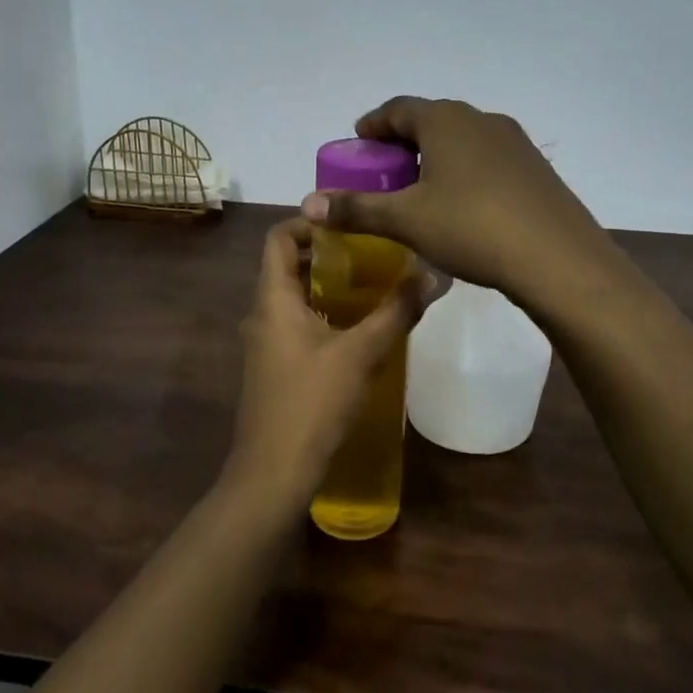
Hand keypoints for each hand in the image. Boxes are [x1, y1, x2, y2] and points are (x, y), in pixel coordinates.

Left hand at [221, 217, 431, 511]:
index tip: (350, 223)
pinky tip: (359, 330)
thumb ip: (395, 311)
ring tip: (374, 285)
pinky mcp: (274, 368)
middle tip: (373, 252)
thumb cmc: (312, 402)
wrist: (274, 471)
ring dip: (329, 287)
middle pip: (288, 265)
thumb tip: (432, 274)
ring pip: (294, 298)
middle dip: (328, 254)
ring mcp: (264, 343)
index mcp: (272, 298)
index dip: (310, 221)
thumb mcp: (361, 353)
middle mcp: (261, 314)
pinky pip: (296, 325)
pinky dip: (324, 315)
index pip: (279, 237)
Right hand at [300, 97, 611, 305]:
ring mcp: (515, 143)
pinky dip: (465, 171)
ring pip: (463, 139)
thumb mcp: (406, 221)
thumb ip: (356, 209)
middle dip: (404, 140)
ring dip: (437, 155)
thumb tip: (308, 204)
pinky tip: (463, 204)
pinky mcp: (536, 169)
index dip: (375, 123)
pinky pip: (488, 159)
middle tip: (385, 168)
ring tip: (421, 187)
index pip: (399, 108)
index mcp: (446, 121)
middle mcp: (481, 120)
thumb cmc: (472, 228)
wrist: (557, 258)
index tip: (359, 139)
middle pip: (432, 120)